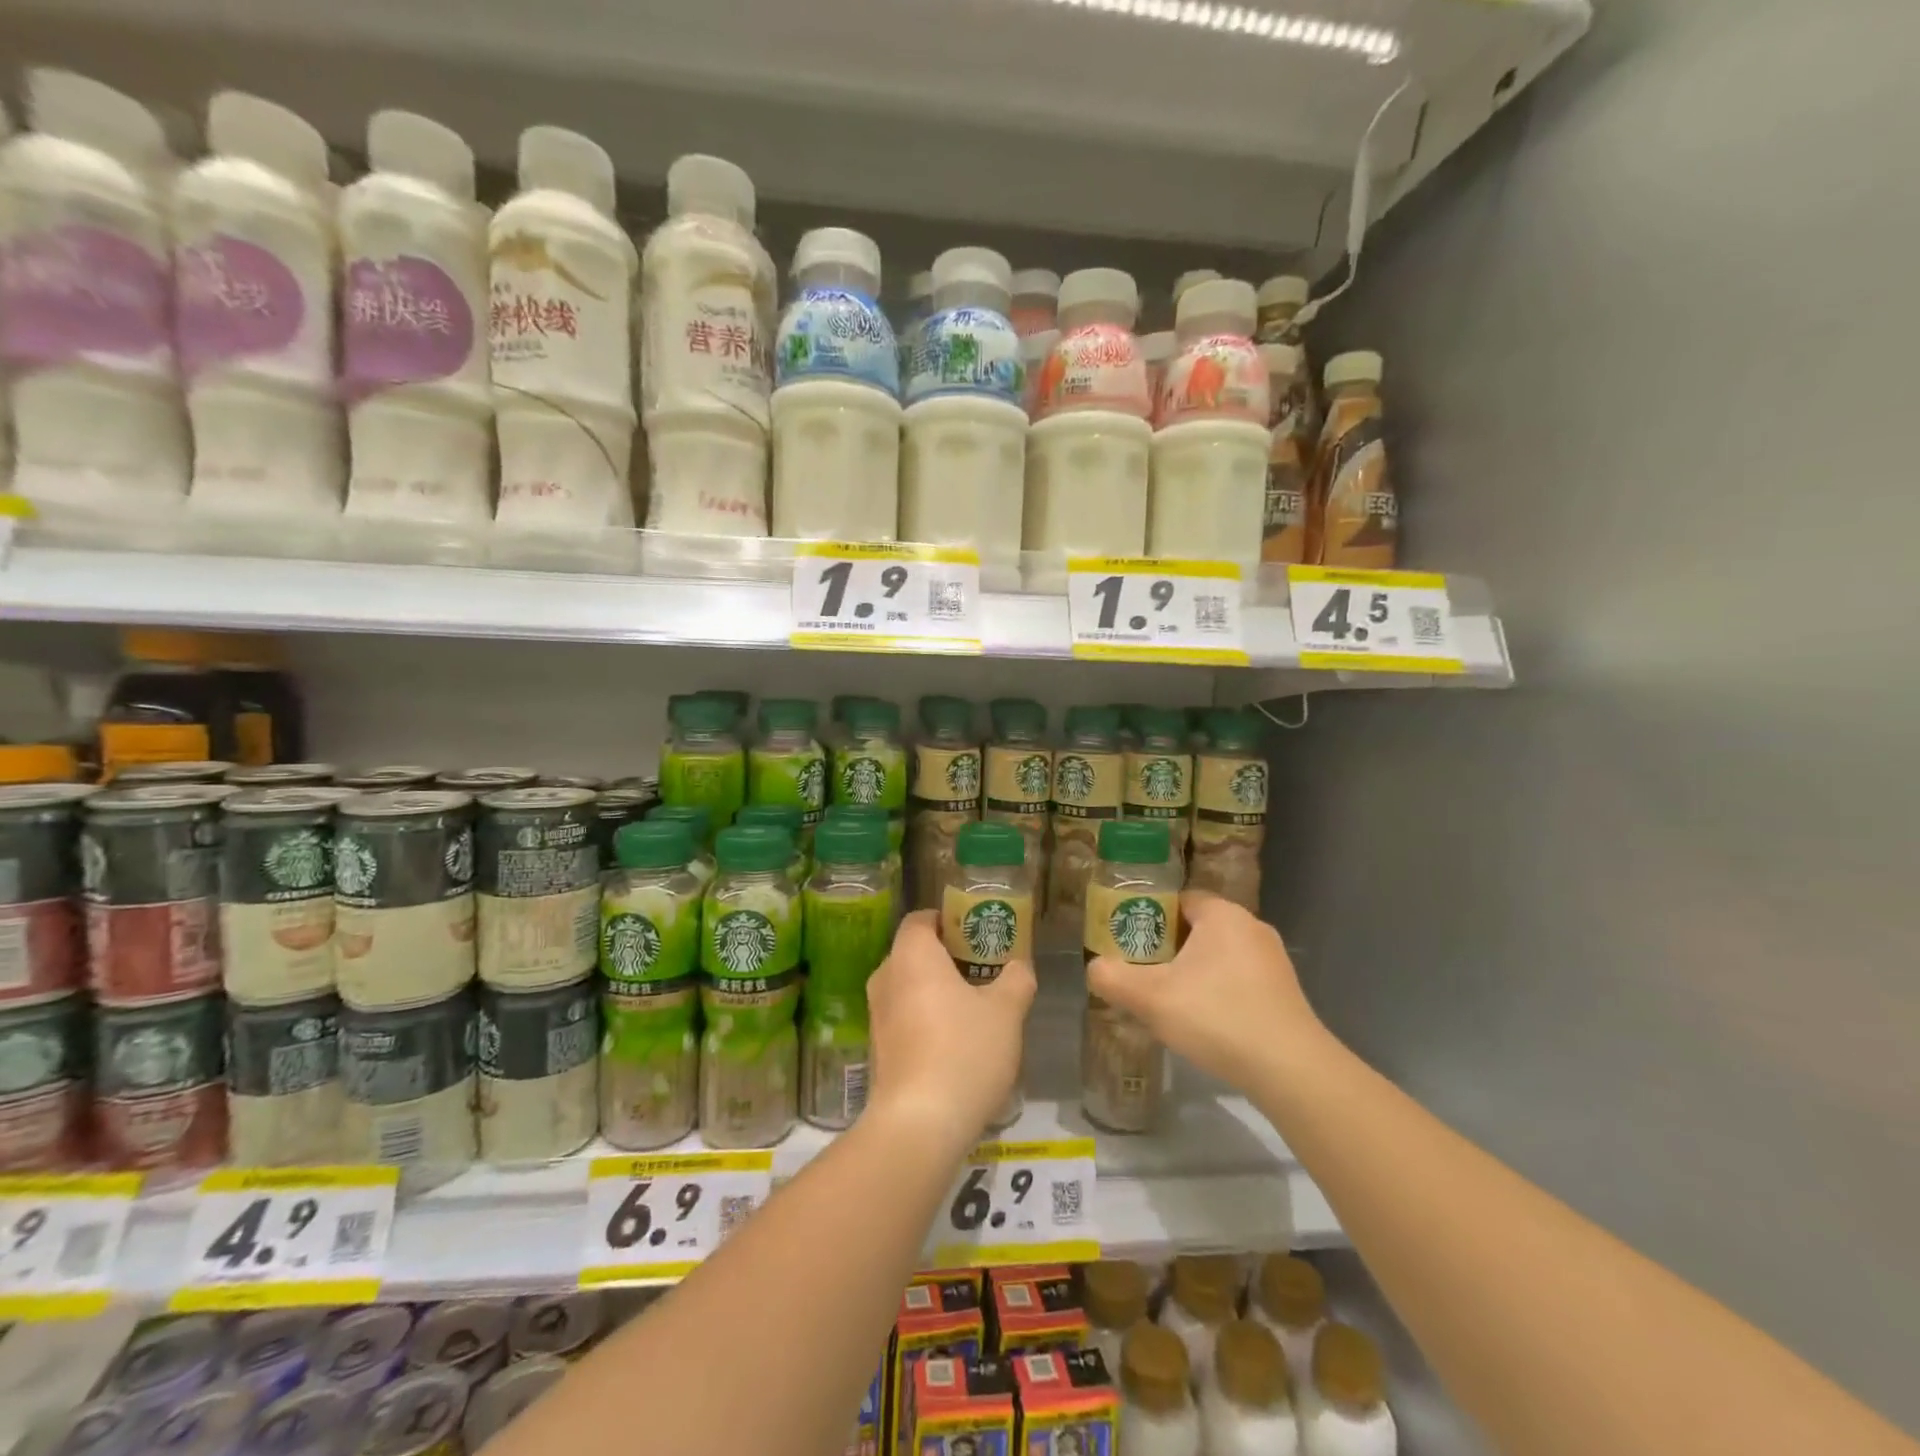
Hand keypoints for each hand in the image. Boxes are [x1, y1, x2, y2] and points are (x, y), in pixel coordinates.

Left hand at [867, 911, 1035, 1149]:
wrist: (919, 1124)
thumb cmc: (964, 1050)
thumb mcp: (1006, 1011)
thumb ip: (1016, 980)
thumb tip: (1019, 967)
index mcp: (911, 955)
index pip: (921, 919)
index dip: (948, 921)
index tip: (977, 934)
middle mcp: (885, 978)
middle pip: (915, 954)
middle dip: (948, 958)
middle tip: (984, 970)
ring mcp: (877, 1016)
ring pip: (910, 988)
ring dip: (938, 992)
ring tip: (976, 1009)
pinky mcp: (877, 1051)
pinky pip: (904, 1019)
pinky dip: (927, 1020)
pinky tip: (956, 1045)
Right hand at [1086, 891, 1325, 1092]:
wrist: (1290, 1070)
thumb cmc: (1217, 1017)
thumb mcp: (1151, 997)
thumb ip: (1113, 978)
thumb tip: (1094, 969)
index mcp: (1223, 914)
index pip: (1179, 899)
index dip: (1150, 916)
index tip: (1130, 942)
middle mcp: (1252, 927)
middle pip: (1198, 927)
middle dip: (1169, 948)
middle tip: (1143, 972)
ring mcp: (1273, 961)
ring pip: (1219, 956)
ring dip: (1194, 972)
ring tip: (1169, 1000)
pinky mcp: (1285, 992)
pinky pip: (1240, 980)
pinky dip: (1219, 992)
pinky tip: (1205, 1022)